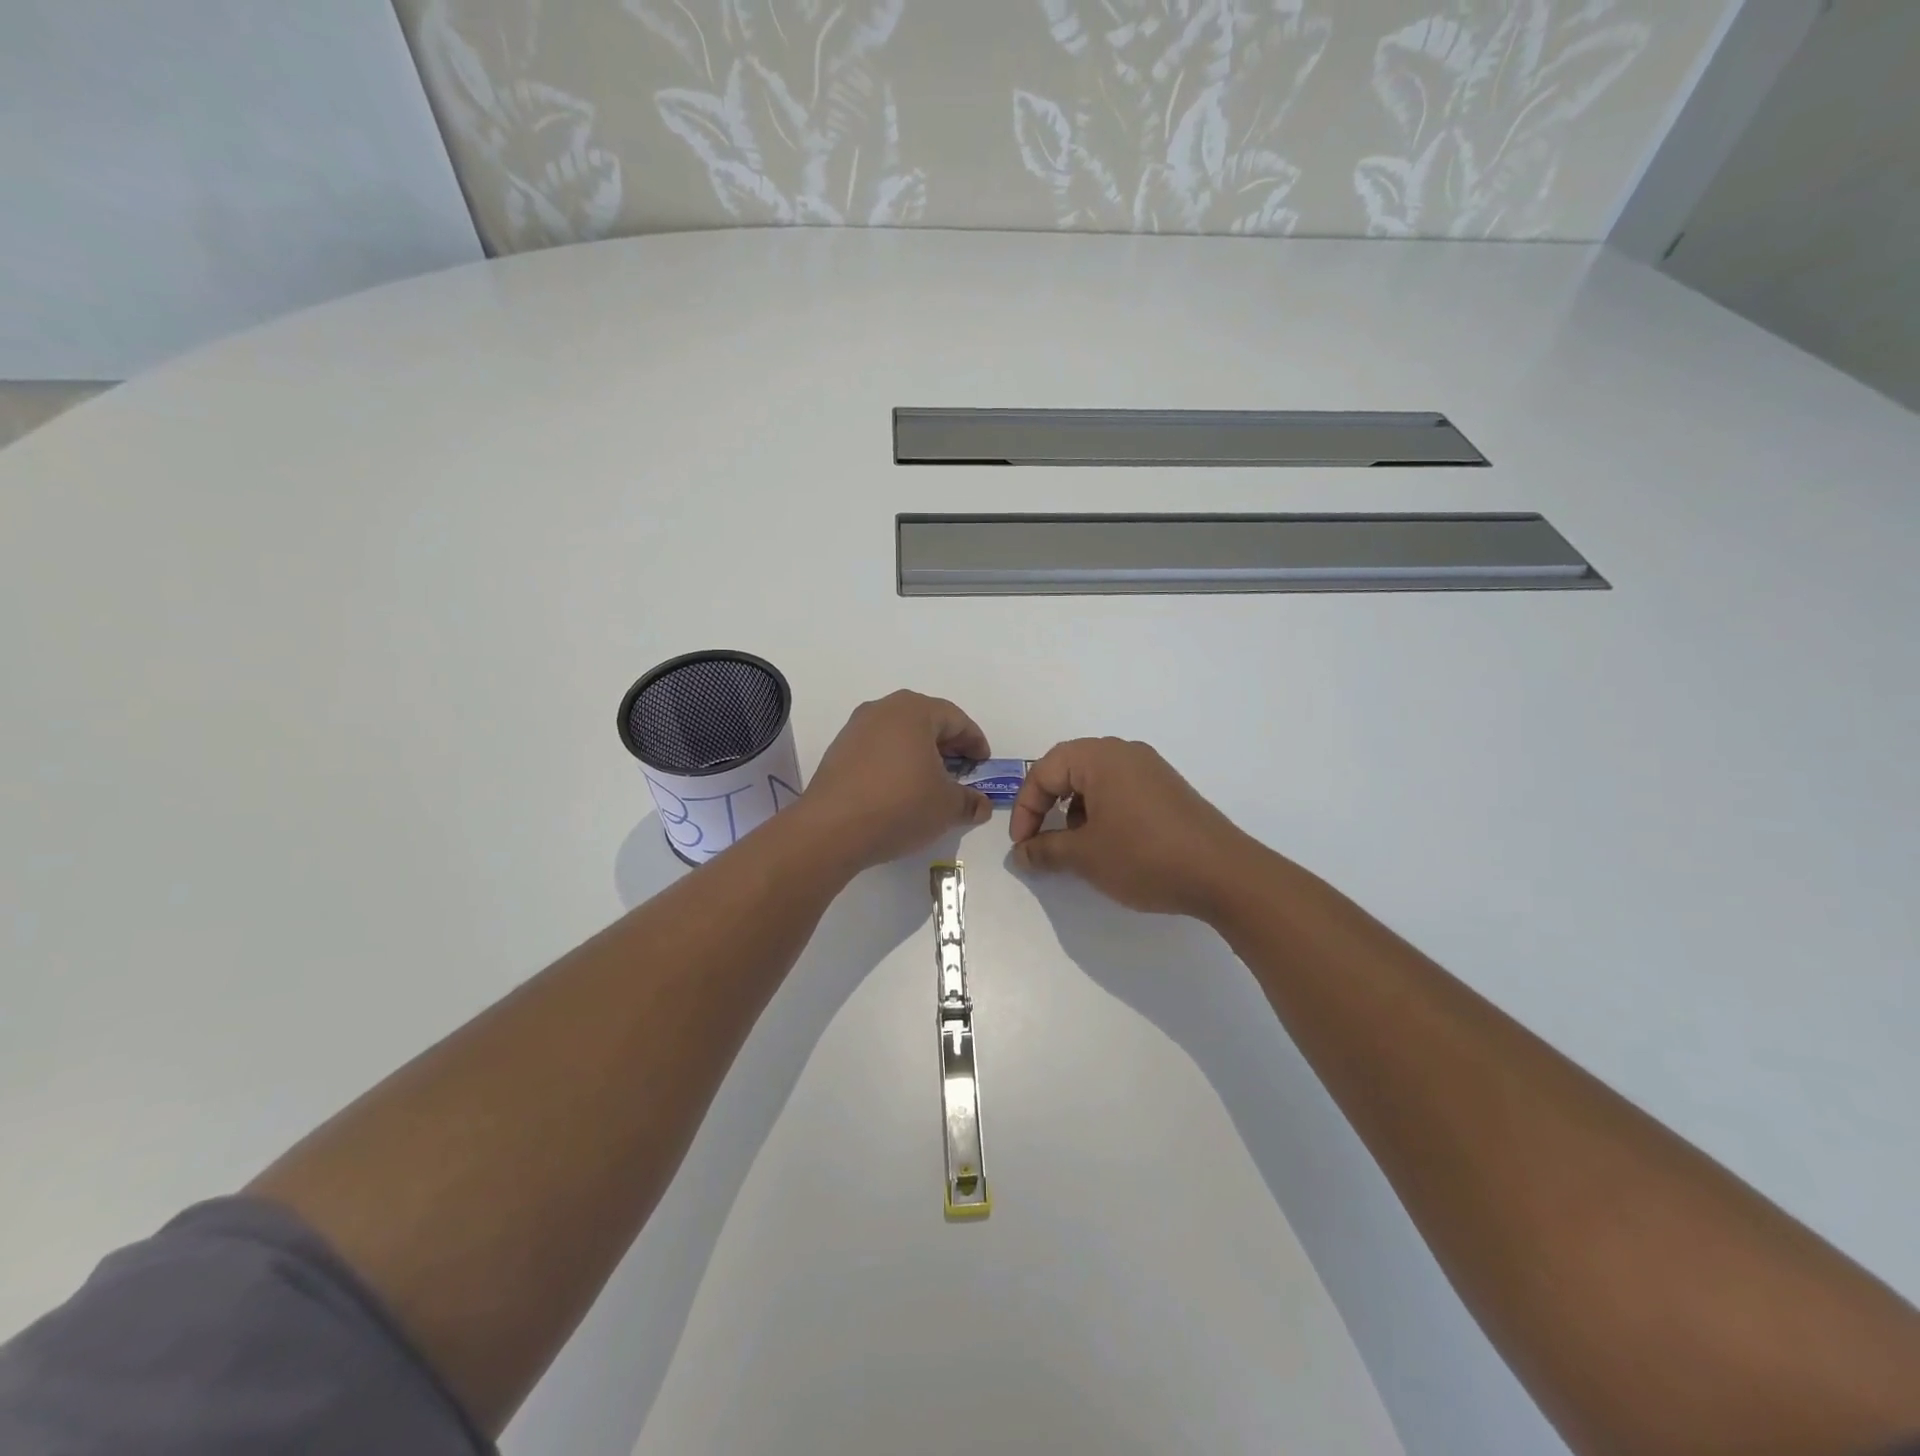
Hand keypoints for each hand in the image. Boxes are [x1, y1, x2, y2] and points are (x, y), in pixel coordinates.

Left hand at [800, 691, 993, 869]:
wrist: (831, 829)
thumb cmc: (900, 805)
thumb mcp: (947, 806)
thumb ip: (970, 801)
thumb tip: (981, 804)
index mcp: (914, 711)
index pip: (956, 719)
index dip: (975, 742)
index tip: (984, 764)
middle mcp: (883, 709)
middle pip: (926, 721)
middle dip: (948, 745)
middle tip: (962, 771)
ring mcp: (856, 729)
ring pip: (899, 734)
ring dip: (920, 754)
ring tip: (932, 783)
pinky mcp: (838, 751)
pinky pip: (877, 750)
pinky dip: (895, 763)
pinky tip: (901, 790)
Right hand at [1008, 738, 1253, 919]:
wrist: (1223, 874)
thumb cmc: (1144, 856)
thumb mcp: (1085, 856)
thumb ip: (1046, 850)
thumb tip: (1021, 853)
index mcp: (1100, 758)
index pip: (1044, 771)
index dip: (1025, 808)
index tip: (1022, 845)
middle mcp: (1125, 753)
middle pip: (1069, 768)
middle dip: (1048, 803)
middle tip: (1041, 836)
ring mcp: (1151, 769)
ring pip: (1096, 780)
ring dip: (1075, 809)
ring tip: (1076, 844)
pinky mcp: (1168, 789)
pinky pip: (1121, 790)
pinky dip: (1103, 811)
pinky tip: (1110, 843)